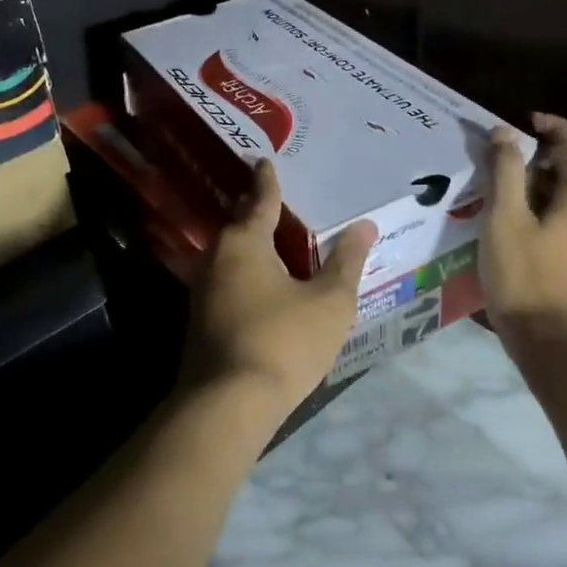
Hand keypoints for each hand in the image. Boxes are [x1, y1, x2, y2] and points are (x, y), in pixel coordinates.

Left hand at [184, 159, 376, 423]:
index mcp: (245, 242)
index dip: (267, 180)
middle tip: (281, 201)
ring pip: (232, 256)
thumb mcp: (329, 301)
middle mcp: (217, 257)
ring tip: (279, 242)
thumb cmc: (284, 340)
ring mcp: (203, 291)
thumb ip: (346, 261)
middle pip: (240, 225)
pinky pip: (228, 281)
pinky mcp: (201, 321)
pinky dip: (248, 274)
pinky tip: (265, 287)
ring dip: (253, 246)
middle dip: (257, 211)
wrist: (228, 405)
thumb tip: (364, 225)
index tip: (265, 161)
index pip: (260, 198)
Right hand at [481, 113, 566, 375]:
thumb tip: (506, 133)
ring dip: (553, 182)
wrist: (557, 348)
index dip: (556, 127)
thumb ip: (507, 173)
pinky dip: (556, 207)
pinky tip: (527, 226)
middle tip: (517, 155)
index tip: (528, 121)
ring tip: (516, 189)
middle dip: (554, 154)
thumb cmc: (527, 278)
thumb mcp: (505, 220)